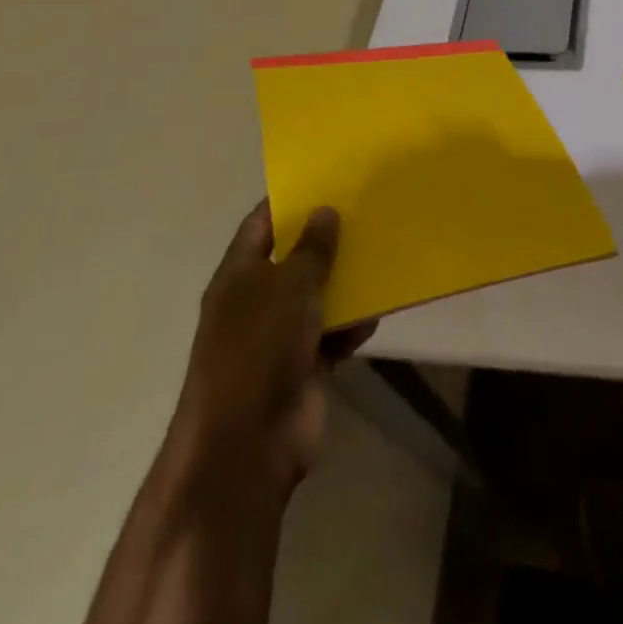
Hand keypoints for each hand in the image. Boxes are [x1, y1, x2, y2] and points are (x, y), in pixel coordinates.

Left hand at [168, 201, 375, 496]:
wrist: (247, 445)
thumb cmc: (259, 349)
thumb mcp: (289, 286)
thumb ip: (312, 248)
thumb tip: (325, 210)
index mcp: (238, 275)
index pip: (261, 224)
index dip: (289, 200)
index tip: (327, 178)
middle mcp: (256, 302)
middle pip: (293, 259)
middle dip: (327, 239)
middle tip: (368, 210)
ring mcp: (278, 338)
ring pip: (317, 298)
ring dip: (345, 282)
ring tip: (384, 252)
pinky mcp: (302, 368)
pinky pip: (331, 336)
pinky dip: (352, 325)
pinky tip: (379, 309)